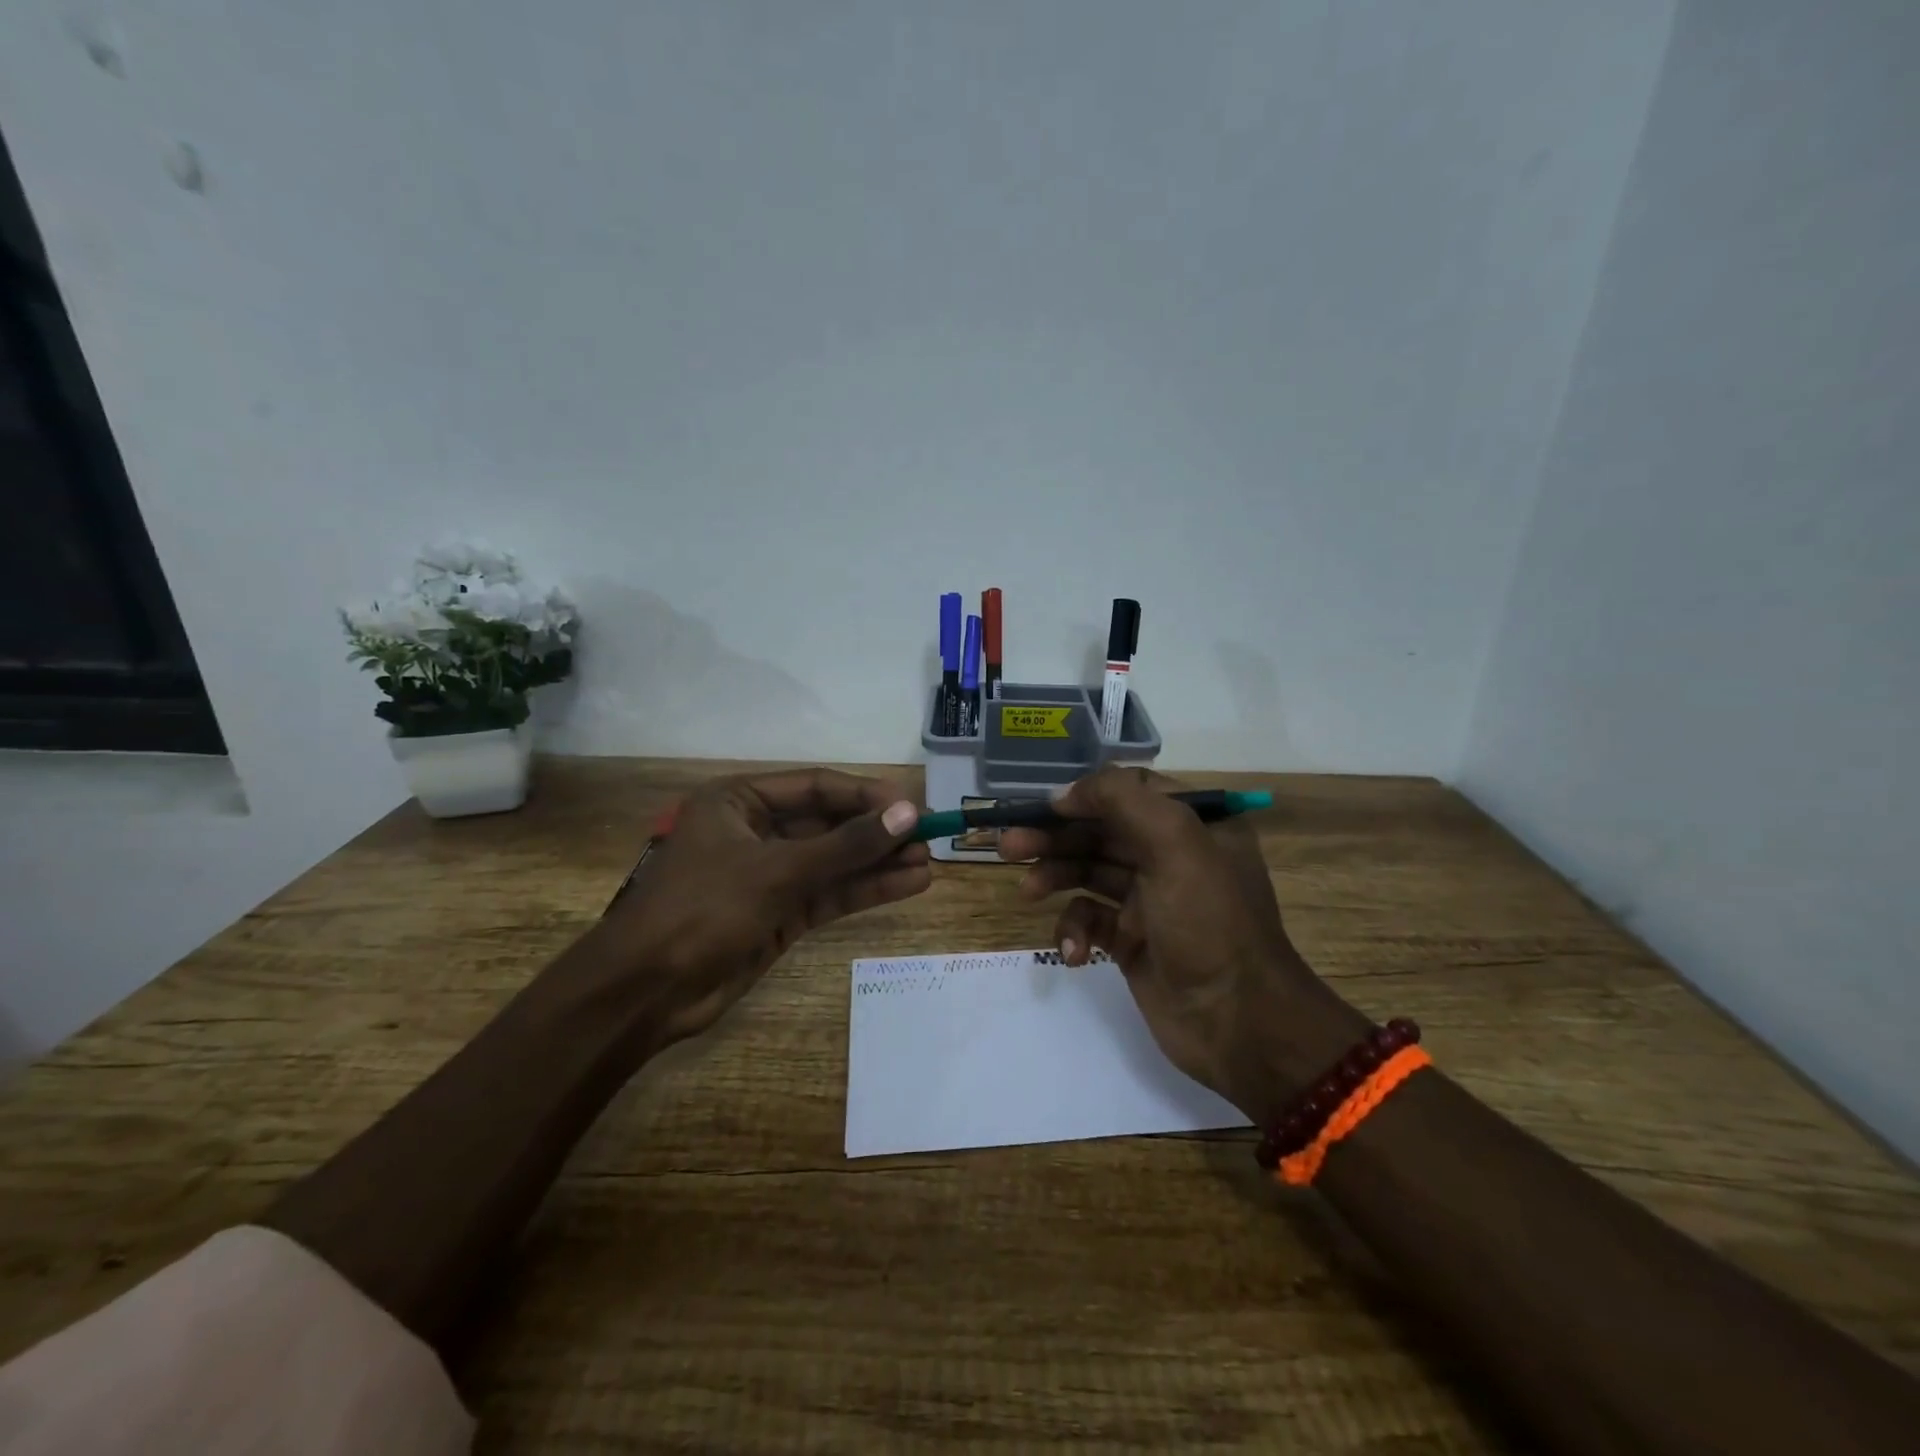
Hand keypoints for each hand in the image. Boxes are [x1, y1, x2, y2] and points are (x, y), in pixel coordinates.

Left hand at [588, 768, 929, 1046]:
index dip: (867, 794)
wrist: (645, 994)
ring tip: (929, 862)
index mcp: (740, 801)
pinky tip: (909, 885)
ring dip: (879, 862)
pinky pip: (830, 893)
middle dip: (877, 832)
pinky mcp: (780, 915)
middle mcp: (757, 831)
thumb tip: (908, 814)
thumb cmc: (700, 909)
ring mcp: (770, 875)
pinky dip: (866, 890)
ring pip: (835, 861)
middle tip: (929, 837)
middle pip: (829, 824)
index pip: (817, 786)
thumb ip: (846, 845)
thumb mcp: (777, 870)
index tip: (913, 806)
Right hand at [998, 768, 1367, 1120]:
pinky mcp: (1132, 941)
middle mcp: (1172, 856)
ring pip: (1089, 873)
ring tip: (1026, 890)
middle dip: (1055, 836)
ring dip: (1055, 877)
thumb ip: (1121, 799)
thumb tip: (1066, 793)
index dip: (1085, 795)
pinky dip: (1075, 930)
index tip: (1045, 809)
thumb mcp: (1176, 843)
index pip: (1130, 791)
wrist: (1238, 1022)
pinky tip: (1073, 951)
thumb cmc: (1209, 921)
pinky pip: (1092, 921)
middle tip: (1008, 846)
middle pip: (1100, 832)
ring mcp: (1151, 901)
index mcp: (1194, 824)